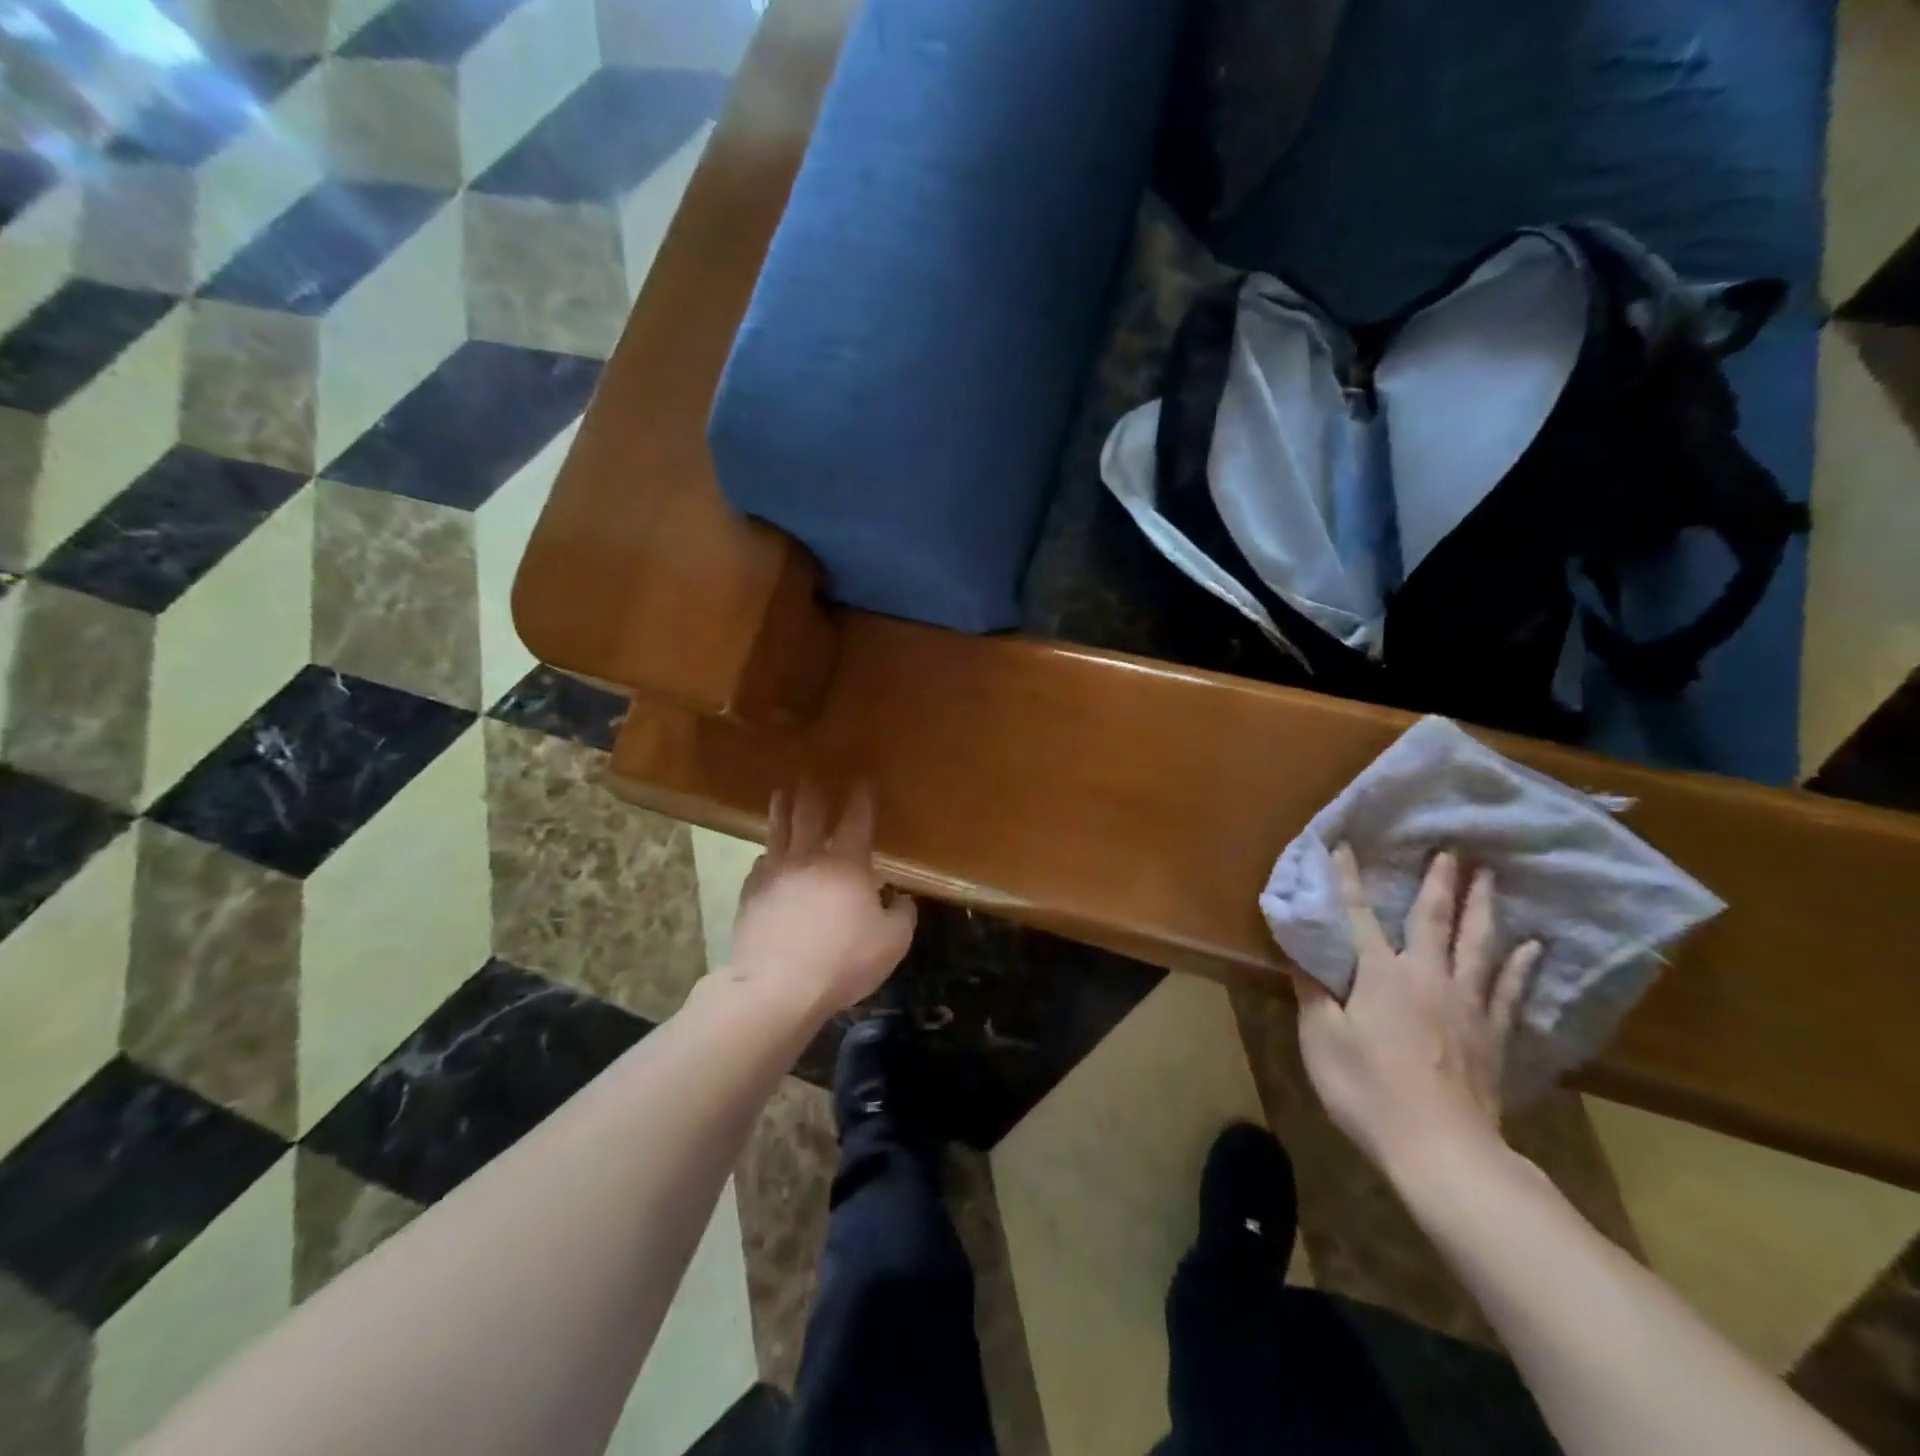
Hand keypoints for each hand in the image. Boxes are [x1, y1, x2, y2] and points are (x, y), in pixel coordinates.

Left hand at [726, 782, 916, 1017]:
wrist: (777, 986)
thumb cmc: (842, 960)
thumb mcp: (892, 942)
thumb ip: (902, 915)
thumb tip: (902, 899)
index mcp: (847, 862)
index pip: (857, 819)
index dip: (862, 798)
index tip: (863, 781)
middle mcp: (808, 858)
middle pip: (809, 814)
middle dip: (813, 791)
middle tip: (811, 775)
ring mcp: (774, 873)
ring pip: (778, 831)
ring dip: (781, 809)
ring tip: (780, 794)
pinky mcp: (750, 894)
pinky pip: (759, 866)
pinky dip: (766, 856)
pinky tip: (765, 858)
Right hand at [1294, 846, 1542, 1179]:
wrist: (1441, 1149)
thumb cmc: (1368, 1088)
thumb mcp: (1321, 1039)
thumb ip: (1313, 992)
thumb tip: (1300, 954)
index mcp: (1381, 973)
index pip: (1360, 915)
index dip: (1349, 880)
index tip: (1344, 845)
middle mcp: (1427, 976)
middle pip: (1435, 919)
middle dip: (1439, 881)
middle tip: (1451, 848)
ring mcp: (1467, 1004)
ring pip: (1479, 944)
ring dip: (1484, 908)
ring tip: (1491, 878)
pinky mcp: (1492, 1034)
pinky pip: (1510, 989)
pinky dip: (1522, 965)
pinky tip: (1534, 947)